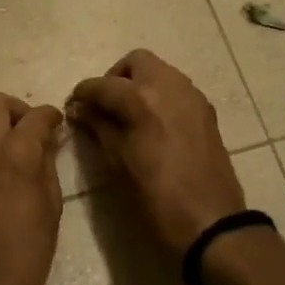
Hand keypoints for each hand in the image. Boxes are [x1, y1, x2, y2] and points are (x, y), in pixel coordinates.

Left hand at [0, 92, 65, 284]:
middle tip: (31, 132)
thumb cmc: (24, 259)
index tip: (57, 126)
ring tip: (6, 144)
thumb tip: (47, 142)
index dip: (51, 117)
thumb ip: (47, 167)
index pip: (35, 116)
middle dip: (17, 110)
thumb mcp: (50, 211)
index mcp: (15, 157)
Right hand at [68, 50, 247, 256]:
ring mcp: (192, 96)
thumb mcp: (117, 163)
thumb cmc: (155, 197)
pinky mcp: (206, 111)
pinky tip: (151, 125)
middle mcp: (169, 86)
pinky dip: (159, 96)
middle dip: (115, 78)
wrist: (211, 222)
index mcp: (141, 100)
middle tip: (104, 105)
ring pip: (160, 72)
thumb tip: (80, 109)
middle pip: (136, 62)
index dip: (83, 93)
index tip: (74, 106)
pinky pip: (177, 89)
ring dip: (139, 84)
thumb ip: (98, 128)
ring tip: (126, 115)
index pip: (102, 84)